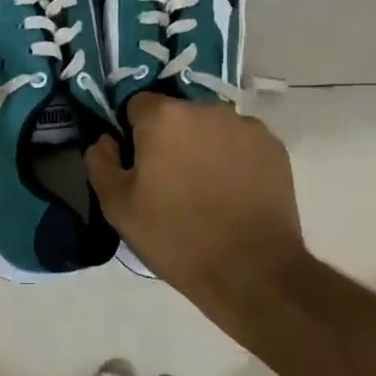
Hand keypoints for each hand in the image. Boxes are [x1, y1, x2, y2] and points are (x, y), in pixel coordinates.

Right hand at [85, 95, 306, 291]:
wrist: (251, 271)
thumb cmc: (175, 236)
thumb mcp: (118, 207)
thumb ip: (101, 163)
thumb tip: (105, 140)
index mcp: (164, 116)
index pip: (137, 105)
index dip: (133, 133)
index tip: (138, 164)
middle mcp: (207, 108)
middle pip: (177, 114)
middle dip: (170, 137)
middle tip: (170, 180)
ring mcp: (246, 125)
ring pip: (211, 127)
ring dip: (203, 145)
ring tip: (205, 189)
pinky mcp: (274, 147)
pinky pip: (241, 143)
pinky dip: (233, 158)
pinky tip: (232, 193)